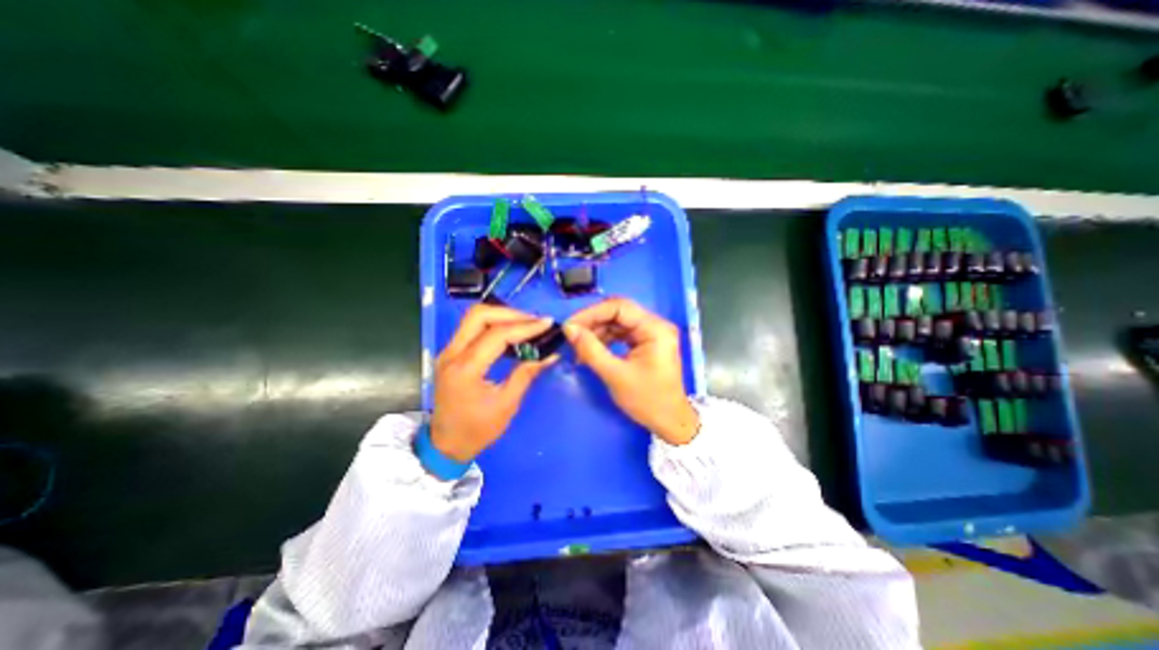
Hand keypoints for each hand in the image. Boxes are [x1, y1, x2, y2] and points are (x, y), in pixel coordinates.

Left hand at [435, 304, 560, 461]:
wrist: (445, 444)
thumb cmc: (477, 430)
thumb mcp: (507, 404)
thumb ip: (526, 374)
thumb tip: (551, 355)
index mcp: (465, 369)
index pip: (497, 335)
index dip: (525, 326)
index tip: (547, 323)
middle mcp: (452, 354)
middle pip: (479, 315)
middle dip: (511, 313)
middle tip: (535, 322)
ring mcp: (448, 351)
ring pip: (474, 318)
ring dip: (502, 316)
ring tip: (527, 324)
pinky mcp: (451, 353)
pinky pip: (472, 328)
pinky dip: (494, 325)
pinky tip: (512, 333)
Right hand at [561, 297, 696, 440]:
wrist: (669, 422)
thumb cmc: (647, 400)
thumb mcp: (615, 375)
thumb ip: (590, 350)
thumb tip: (569, 329)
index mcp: (654, 328)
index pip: (619, 307)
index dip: (592, 313)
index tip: (570, 325)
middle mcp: (654, 325)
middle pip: (617, 313)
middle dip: (592, 323)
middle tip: (571, 336)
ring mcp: (650, 334)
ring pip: (616, 323)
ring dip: (596, 333)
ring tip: (578, 348)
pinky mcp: (644, 343)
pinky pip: (620, 334)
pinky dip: (604, 341)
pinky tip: (590, 351)